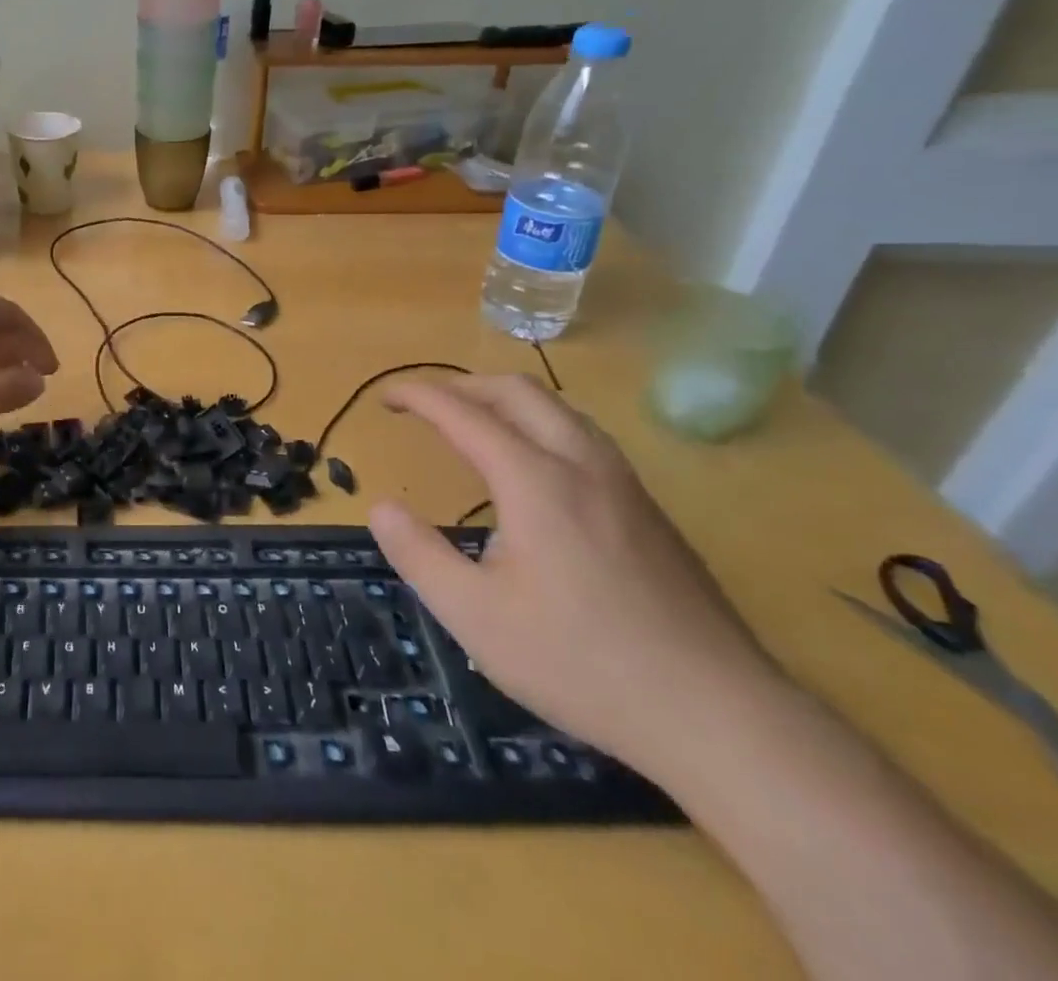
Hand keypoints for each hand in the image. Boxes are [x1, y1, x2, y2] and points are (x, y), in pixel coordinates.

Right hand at [367, 375, 783, 770]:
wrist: (721, 717)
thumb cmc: (582, 662)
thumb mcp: (475, 616)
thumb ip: (417, 554)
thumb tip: (381, 508)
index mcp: (535, 480)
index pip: (463, 412)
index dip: (418, 396)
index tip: (384, 398)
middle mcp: (582, 465)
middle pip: (519, 391)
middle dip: (463, 385)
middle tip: (425, 405)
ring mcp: (626, 487)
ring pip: (560, 410)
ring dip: (507, 401)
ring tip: (475, 426)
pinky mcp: (651, 514)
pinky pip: (585, 439)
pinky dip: (541, 427)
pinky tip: (537, 472)